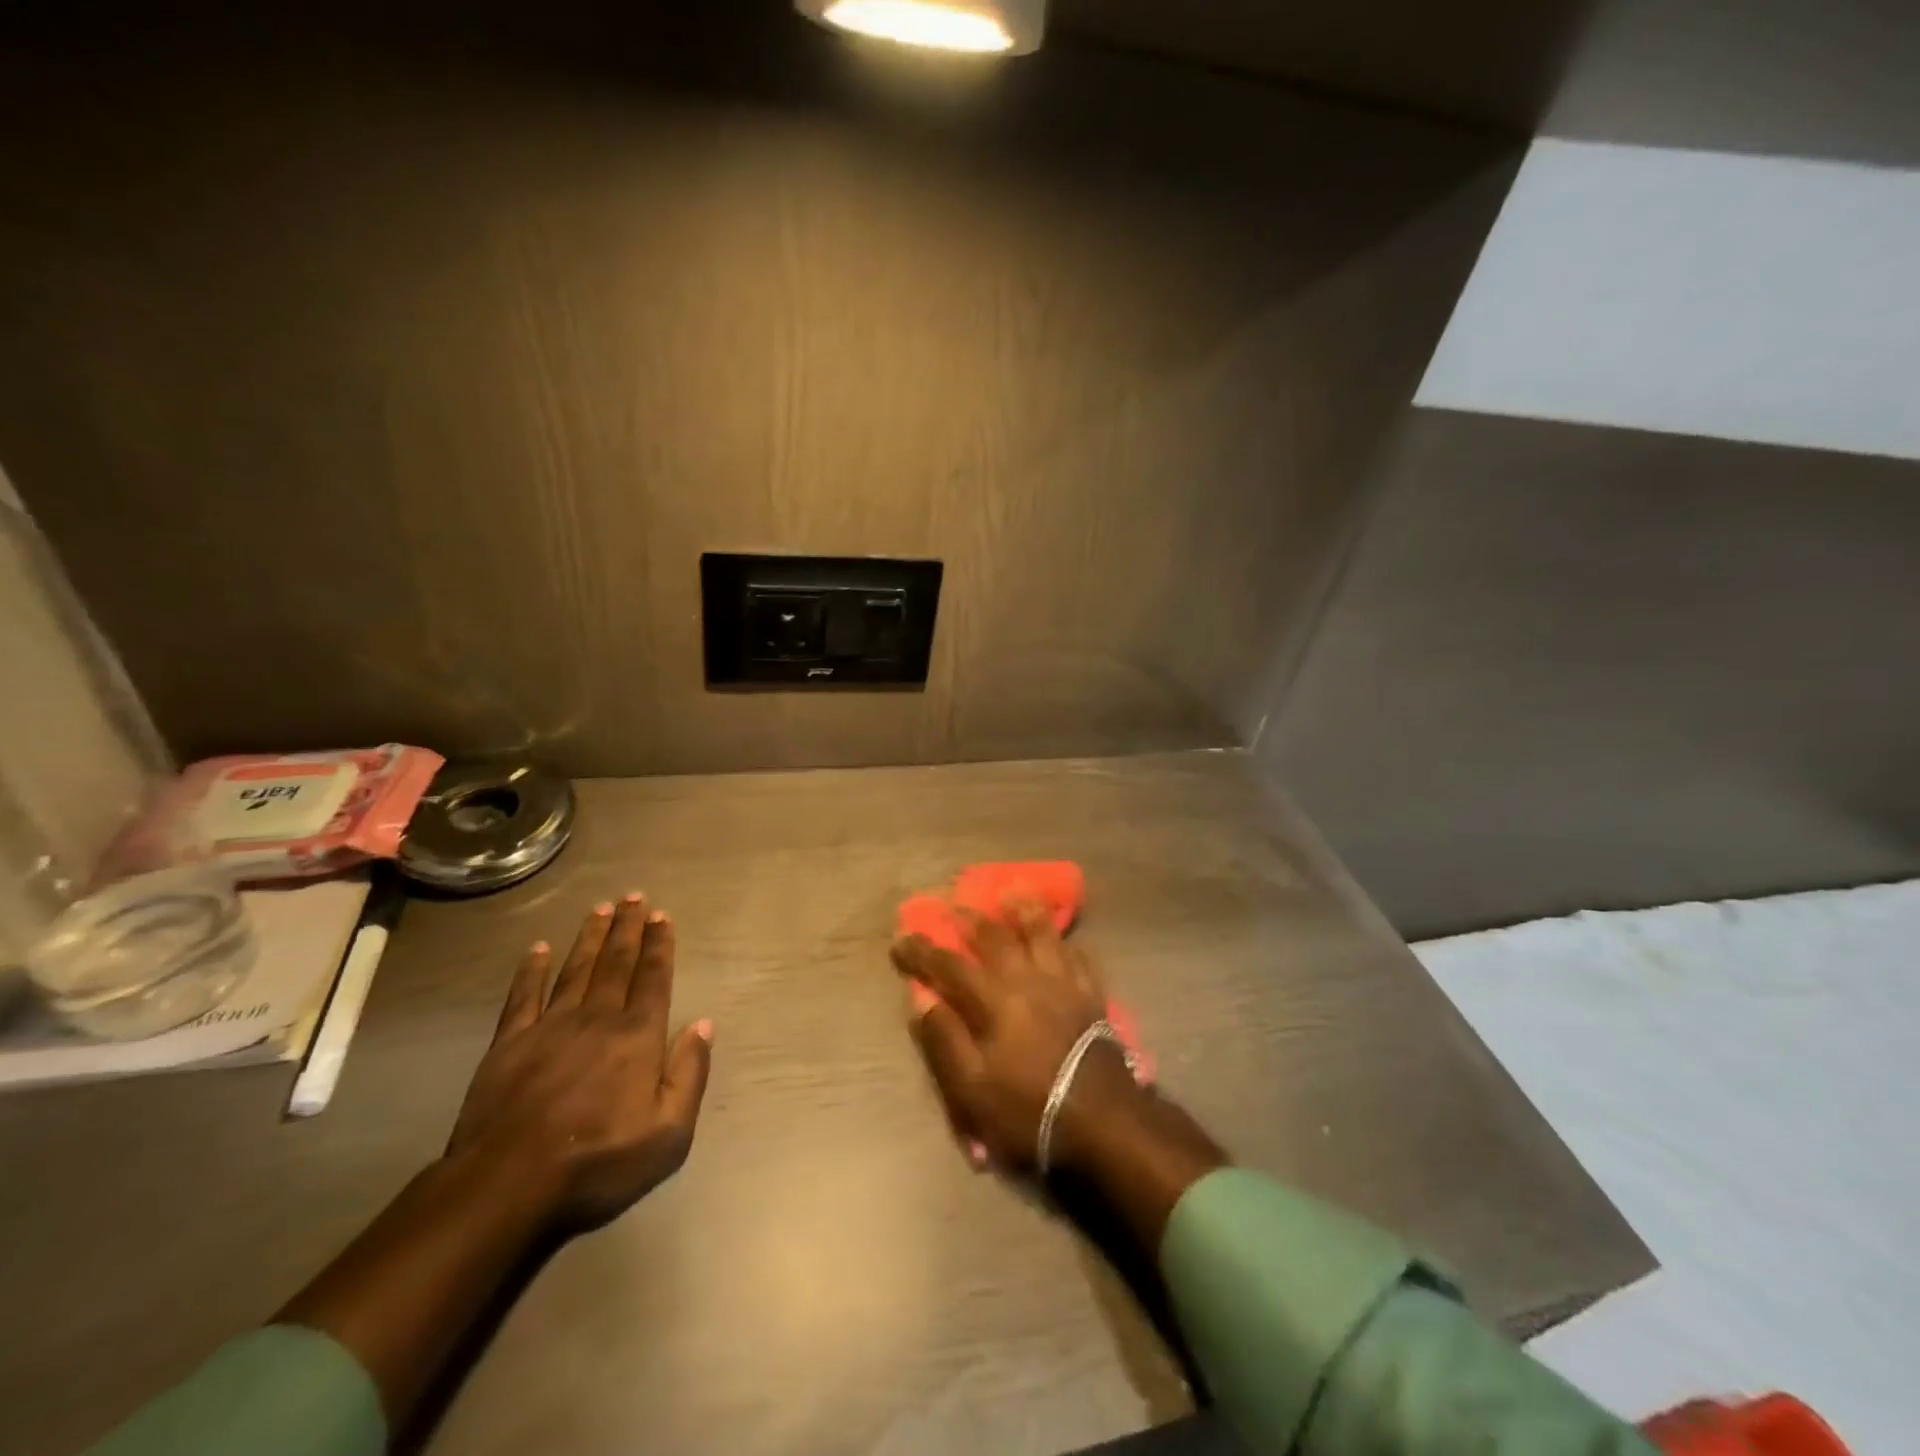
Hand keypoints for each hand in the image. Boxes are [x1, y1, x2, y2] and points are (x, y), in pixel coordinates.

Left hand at [448, 894, 713, 1232]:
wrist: (508, 1186)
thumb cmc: (599, 1162)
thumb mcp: (668, 1132)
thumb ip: (690, 1073)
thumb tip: (703, 1024)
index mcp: (637, 1036)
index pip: (653, 979)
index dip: (659, 946)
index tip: (662, 916)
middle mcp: (597, 1019)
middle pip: (616, 964)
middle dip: (629, 928)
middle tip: (635, 896)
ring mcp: (550, 1027)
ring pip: (576, 970)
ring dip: (591, 938)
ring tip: (601, 909)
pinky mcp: (508, 1044)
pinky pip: (523, 996)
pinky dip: (532, 970)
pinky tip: (538, 948)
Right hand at [892, 898, 1140, 1170]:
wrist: (1104, 1120)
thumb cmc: (1030, 1108)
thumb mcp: (973, 1090)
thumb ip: (946, 1040)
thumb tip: (922, 1000)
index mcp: (994, 1001)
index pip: (950, 966)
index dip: (923, 951)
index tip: (901, 937)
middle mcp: (1027, 979)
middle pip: (995, 938)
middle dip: (969, 919)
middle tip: (953, 904)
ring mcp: (1064, 983)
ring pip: (1042, 933)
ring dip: (1023, 910)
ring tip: (1011, 892)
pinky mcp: (1091, 994)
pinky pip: (1076, 954)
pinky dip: (1063, 940)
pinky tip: (1060, 936)